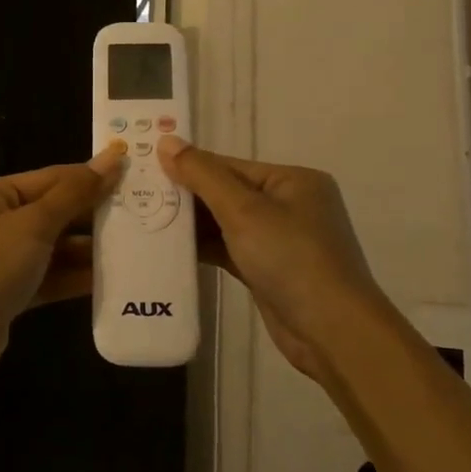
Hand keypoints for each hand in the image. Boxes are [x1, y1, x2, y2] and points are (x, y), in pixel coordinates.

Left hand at [0, 149, 122, 385]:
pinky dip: (73, 277)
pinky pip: (47, 277)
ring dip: (87, 249)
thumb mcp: (33, 225)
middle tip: (141, 214)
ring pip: (52, 247)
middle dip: (92, 216)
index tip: (133, 175)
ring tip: (133, 247)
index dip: (91, 177)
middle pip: (52, 212)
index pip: (50, 178)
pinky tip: (108, 278)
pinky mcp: (7, 293)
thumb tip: (111, 158)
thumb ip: (75, 194)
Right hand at [159, 136, 391, 380]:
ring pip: (226, 223)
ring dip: (192, 225)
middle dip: (187, 197)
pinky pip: (230, 249)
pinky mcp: (269, 270)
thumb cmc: (291, 258)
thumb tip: (166, 140)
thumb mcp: (243, 210)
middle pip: (227, 192)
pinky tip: (170, 249)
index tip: (145, 170)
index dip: (188, 167)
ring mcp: (280, 240)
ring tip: (146, 221)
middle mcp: (289, 205)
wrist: (331, 331)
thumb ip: (202, 175)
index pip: (230, 165)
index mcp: (293, 180)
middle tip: (139, 196)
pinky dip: (204, 248)